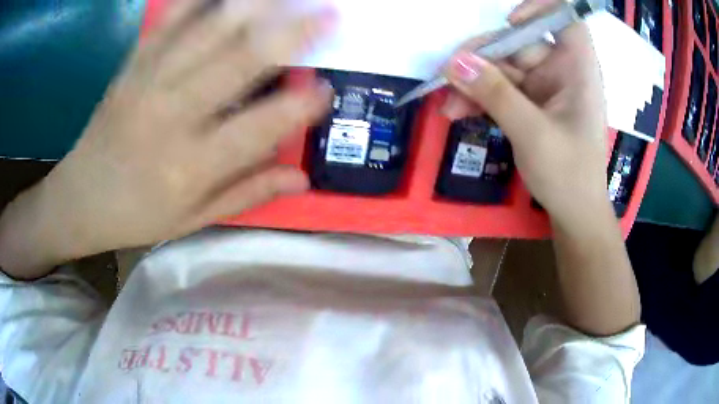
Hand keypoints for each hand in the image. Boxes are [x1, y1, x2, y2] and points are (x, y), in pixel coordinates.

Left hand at [0, 0, 335, 276]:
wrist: (80, 199)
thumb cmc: (136, 216)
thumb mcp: (192, 221)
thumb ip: (246, 194)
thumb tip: (301, 179)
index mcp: (191, 166)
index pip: (259, 129)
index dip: (300, 107)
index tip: (327, 91)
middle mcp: (172, 115)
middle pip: (239, 61)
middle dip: (292, 33)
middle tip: (328, 15)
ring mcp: (148, 81)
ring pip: (208, 29)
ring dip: (253, 4)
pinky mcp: (133, 64)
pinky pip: (169, 19)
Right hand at [442, 0, 610, 229]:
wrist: (574, 214)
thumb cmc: (568, 175)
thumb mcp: (533, 133)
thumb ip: (495, 94)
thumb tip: (454, 62)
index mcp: (578, 70)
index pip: (566, 20)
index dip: (540, 10)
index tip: (510, 22)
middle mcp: (563, 72)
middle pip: (520, 44)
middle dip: (483, 58)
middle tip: (447, 73)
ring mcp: (545, 89)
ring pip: (504, 69)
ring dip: (474, 84)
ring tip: (448, 104)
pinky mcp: (532, 105)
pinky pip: (501, 91)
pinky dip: (480, 99)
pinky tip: (458, 112)